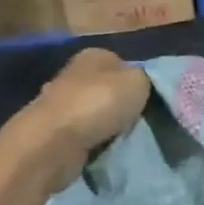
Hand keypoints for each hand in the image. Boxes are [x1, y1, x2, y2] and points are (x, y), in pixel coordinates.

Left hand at [10, 48, 150, 185]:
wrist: (54, 142)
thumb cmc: (98, 104)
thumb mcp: (138, 82)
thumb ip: (146, 79)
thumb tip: (142, 85)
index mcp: (93, 55)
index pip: (123, 64)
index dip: (138, 82)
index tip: (149, 101)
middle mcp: (74, 74)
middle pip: (108, 89)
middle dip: (122, 105)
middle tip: (140, 122)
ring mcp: (61, 102)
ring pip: (96, 112)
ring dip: (108, 126)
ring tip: (124, 139)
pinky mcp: (54, 130)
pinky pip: (84, 134)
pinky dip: (94, 142)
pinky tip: (105, 150)